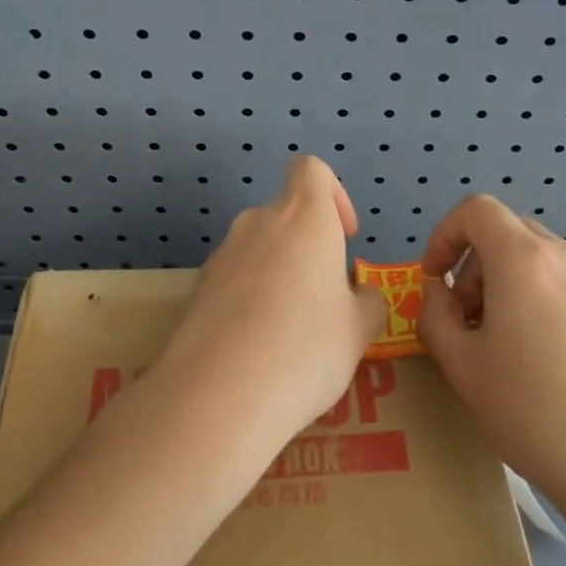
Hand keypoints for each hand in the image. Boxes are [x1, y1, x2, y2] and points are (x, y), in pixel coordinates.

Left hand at [156, 157, 384, 442]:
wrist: (217, 395)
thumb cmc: (305, 349)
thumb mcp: (359, 331)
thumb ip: (367, 302)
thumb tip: (359, 295)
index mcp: (304, 218)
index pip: (311, 170)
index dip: (333, 194)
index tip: (344, 237)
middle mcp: (258, 222)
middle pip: (286, 214)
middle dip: (309, 247)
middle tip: (325, 300)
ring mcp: (222, 254)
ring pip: (260, 249)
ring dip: (279, 273)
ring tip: (290, 331)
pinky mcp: (197, 288)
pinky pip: (235, 279)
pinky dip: (250, 297)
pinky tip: (257, 347)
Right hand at [417, 196, 565, 506]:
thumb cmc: (535, 413)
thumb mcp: (463, 367)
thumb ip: (435, 317)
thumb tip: (437, 293)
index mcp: (524, 260)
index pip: (476, 210)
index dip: (444, 235)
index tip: (433, 279)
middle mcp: (565, 257)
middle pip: (507, 233)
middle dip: (473, 265)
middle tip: (464, 320)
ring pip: (536, 261)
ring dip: (504, 284)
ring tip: (498, 345)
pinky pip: (563, 286)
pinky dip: (536, 300)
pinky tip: (539, 361)